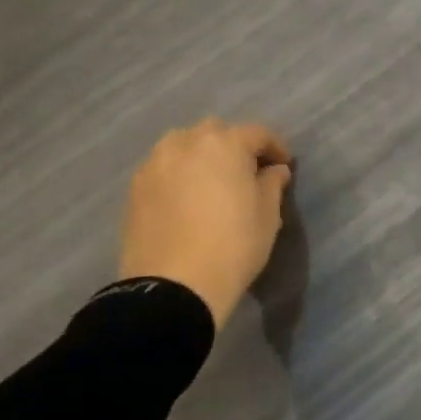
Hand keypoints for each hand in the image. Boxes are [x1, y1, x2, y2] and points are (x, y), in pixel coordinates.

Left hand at [118, 118, 292, 330]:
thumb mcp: (268, 217)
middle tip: (247, 172)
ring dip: (202, 155)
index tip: (284, 166)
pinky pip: (164, 168)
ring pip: (184, 145)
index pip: (257, 133)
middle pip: (216, 132)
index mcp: (225, 144)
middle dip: (234, 145)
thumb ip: (272, 185)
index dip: (276, 147)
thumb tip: (274, 171)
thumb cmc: (233, 247)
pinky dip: (179, 174)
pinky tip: (187, 198)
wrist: (173, 287)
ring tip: (212, 182)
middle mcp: (186, 143)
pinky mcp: (136, 187)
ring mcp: (155, 163)